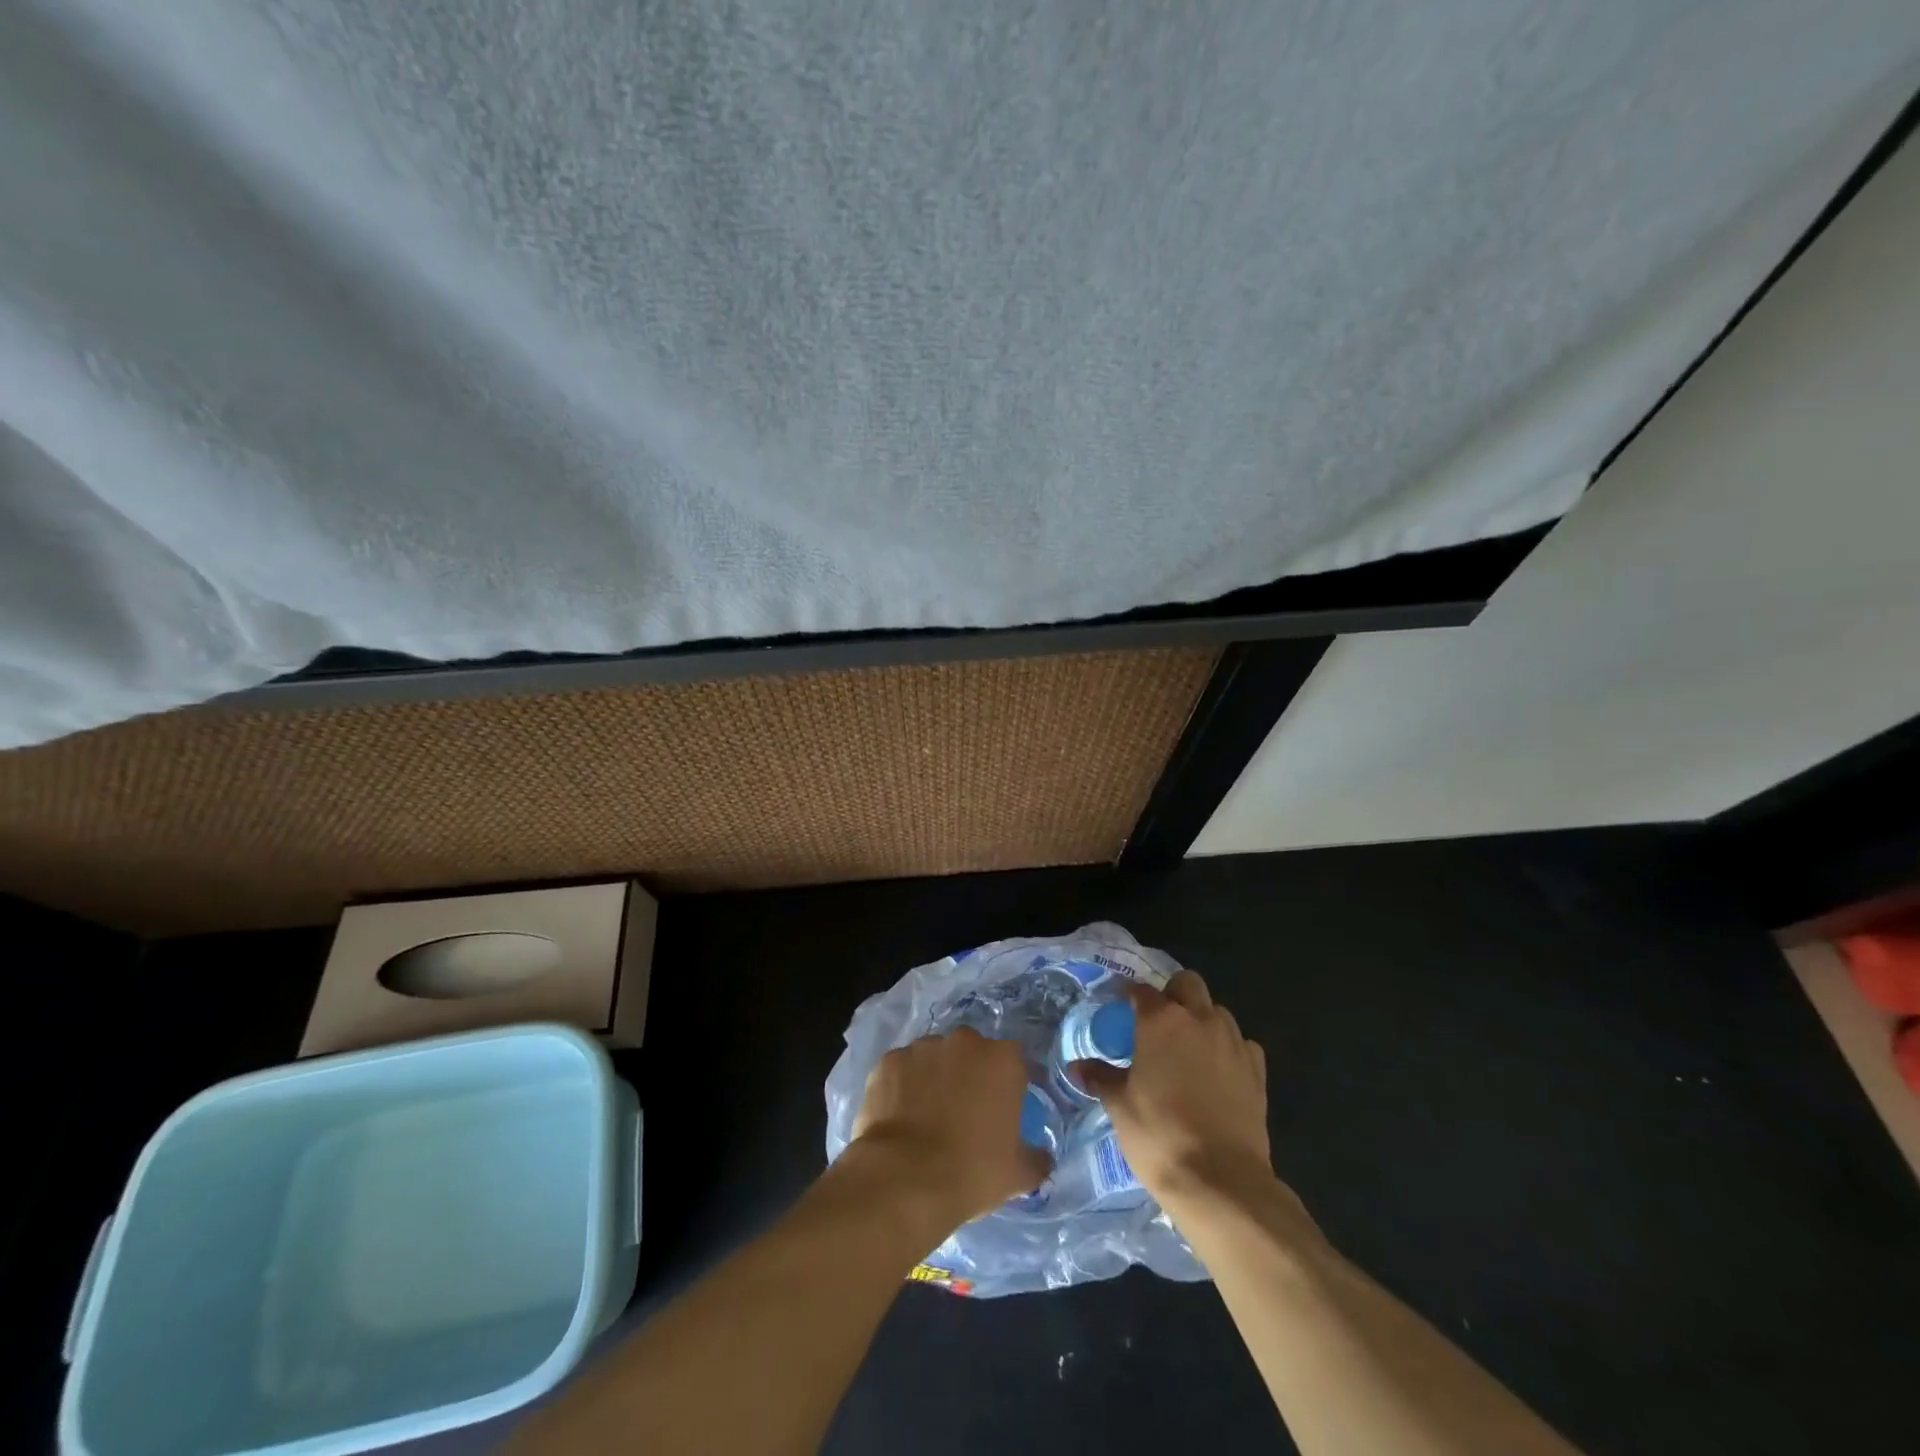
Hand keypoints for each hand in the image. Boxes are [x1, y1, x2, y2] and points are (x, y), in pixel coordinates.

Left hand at [850, 1028, 1051, 1224]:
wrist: (905, 1178)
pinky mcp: (889, 1061)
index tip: (1004, 1108)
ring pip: (935, 1056)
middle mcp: (964, 1042)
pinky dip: (903, 1085)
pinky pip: (902, 1069)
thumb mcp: (1018, 1174)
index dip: (1009, 1081)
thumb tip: (1043, 1158)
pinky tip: (900, 1115)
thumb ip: (1037, 1158)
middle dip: (970, 1073)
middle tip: (965, 1111)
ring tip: (927, 1115)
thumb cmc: (972, 1171)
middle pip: (972, 1052)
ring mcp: (922, 1047)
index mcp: (1002, 1059)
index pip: (1013, 1059)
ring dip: (935, 1076)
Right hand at [1076, 970, 1273, 1207]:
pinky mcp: (1257, 1070)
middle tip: (1158, 1020)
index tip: (1121, 1003)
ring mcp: (1233, 1042)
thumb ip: (1100, 1078)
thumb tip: (1076, 1067)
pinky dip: (1229, 1048)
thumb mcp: (1120, 1106)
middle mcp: (1199, 1019)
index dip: (1130, 994)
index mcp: (1161, 1020)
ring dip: (1202, 1019)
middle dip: (1173, 993)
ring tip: (1188, 1047)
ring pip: (1218, 1011)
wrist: (1221, 1181)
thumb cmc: (1159, 1135)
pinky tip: (1219, 1070)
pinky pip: (1242, 1043)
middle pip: (1188, 983)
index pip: (1142, 990)